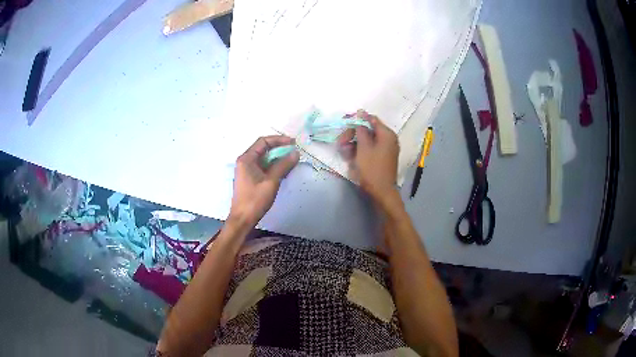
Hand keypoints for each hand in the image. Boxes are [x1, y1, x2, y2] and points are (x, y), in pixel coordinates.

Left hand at [229, 135, 299, 227]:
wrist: (243, 219)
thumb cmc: (255, 200)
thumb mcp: (271, 181)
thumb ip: (283, 165)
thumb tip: (295, 153)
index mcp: (246, 159)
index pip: (263, 142)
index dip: (279, 140)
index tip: (293, 142)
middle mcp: (245, 161)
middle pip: (263, 148)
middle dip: (279, 148)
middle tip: (294, 150)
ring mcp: (247, 170)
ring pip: (264, 158)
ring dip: (277, 158)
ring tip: (291, 160)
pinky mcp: (250, 178)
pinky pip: (263, 167)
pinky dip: (273, 166)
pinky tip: (283, 170)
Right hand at [338, 110, 399, 204]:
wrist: (381, 192)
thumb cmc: (372, 169)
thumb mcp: (363, 147)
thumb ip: (361, 130)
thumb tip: (361, 115)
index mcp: (387, 134)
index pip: (371, 119)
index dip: (357, 119)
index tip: (344, 122)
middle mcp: (388, 139)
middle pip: (368, 130)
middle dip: (353, 135)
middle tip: (341, 142)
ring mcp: (386, 149)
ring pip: (367, 141)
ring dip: (354, 144)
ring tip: (344, 153)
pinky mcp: (382, 158)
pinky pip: (369, 149)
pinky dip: (360, 151)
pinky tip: (350, 158)